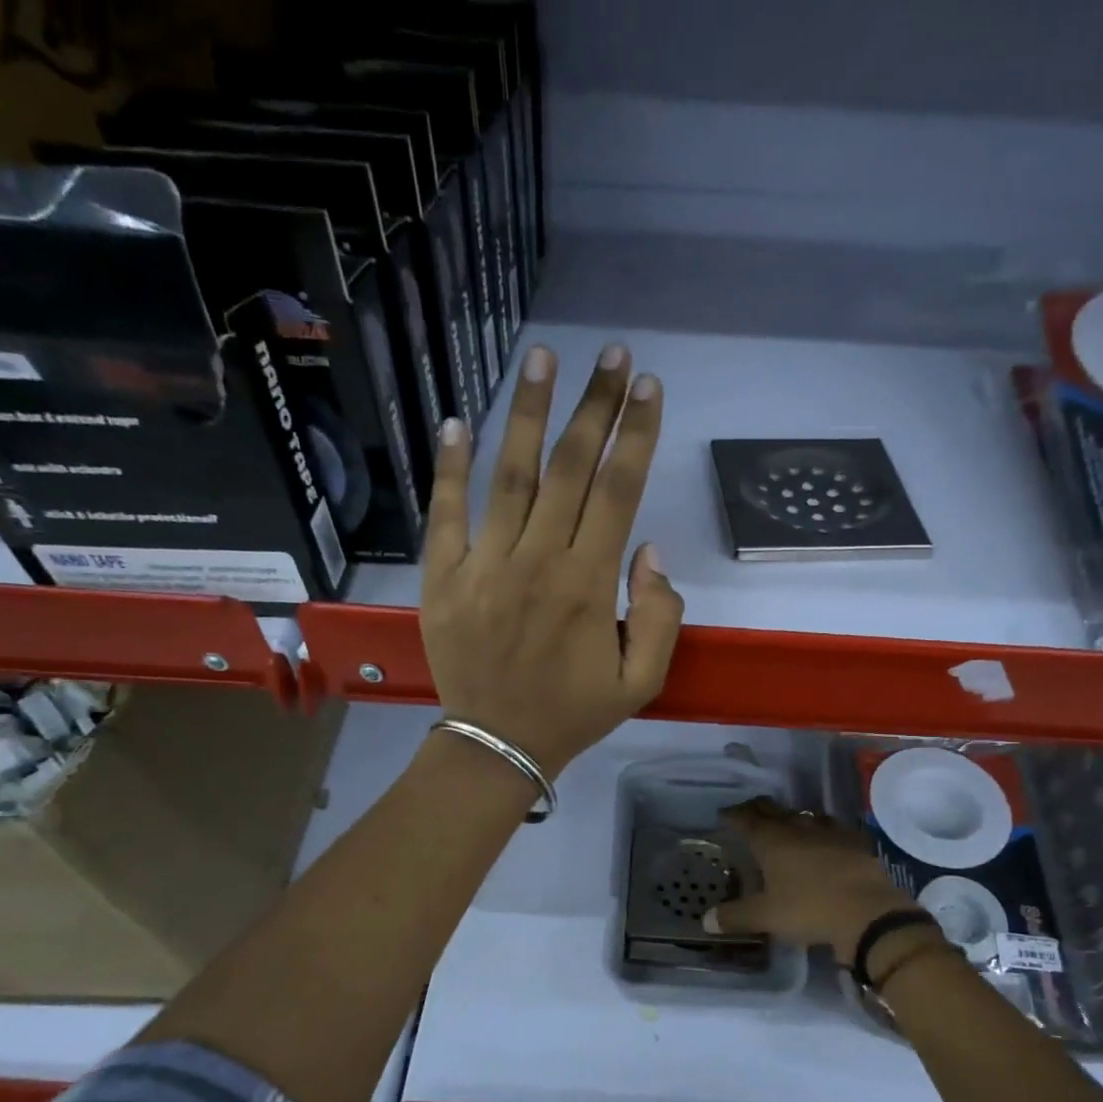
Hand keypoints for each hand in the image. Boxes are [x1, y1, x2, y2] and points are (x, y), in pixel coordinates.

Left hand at [421, 343, 684, 777]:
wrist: (498, 745)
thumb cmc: (574, 713)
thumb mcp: (642, 681)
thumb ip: (659, 616)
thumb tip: (648, 550)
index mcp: (588, 585)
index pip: (617, 491)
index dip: (635, 434)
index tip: (648, 387)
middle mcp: (537, 562)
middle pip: (570, 468)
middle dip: (595, 405)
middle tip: (611, 354)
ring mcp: (484, 566)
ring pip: (511, 476)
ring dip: (529, 414)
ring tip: (542, 358)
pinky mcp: (444, 578)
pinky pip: (446, 513)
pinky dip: (450, 468)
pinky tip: (458, 421)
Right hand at [707, 799, 917, 954]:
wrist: (868, 912)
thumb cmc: (809, 909)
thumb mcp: (766, 917)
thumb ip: (735, 917)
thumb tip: (706, 921)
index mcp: (771, 841)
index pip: (746, 819)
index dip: (732, 815)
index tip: (723, 815)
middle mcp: (797, 828)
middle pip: (773, 810)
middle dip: (758, 809)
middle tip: (749, 812)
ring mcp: (829, 832)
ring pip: (803, 815)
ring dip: (790, 817)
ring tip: (785, 823)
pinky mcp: (854, 841)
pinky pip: (832, 827)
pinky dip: (821, 829)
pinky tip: (824, 838)